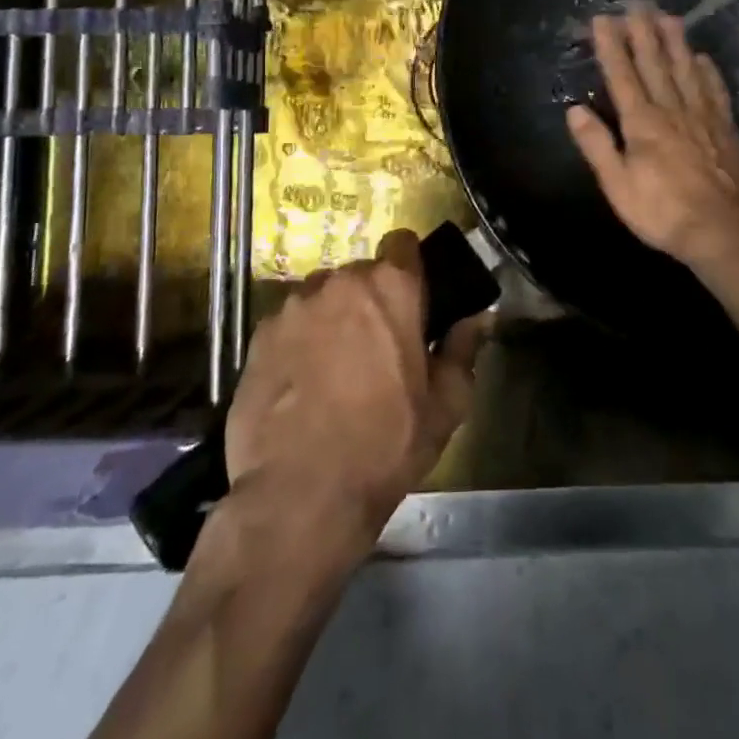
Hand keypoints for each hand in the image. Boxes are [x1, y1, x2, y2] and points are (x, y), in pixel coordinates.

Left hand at [218, 229, 487, 561]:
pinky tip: (301, 384)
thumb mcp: (446, 405)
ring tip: (335, 367)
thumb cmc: (385, 445)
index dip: (410, 266)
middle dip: (371, 299)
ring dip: (333, 317)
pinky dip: (298, 341)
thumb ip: (463, 349)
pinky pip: (288, 323)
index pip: (403, 242)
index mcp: (391, 287)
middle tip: (378, 345)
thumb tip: (480, 319)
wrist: (298, 496)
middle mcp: (339, 282)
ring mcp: (293, 307)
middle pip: (361, 273)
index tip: (413, 298)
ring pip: (322, 296)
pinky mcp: (257, 337)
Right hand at [565, 4, 738, 272]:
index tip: (602, 19)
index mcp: (642, 123)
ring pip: (686, 70)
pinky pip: (715, 91)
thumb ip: (597, 145)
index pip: (622, 75)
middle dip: (643, 32)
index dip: (611, 46)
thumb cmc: (663, 212)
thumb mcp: (618, 186)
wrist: (724, 231)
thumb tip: (574, 110)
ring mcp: (703, 116)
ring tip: (668, 16)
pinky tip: (703, 58)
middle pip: (655, 64)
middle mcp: (672, 110)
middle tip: (637, 3)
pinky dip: (708, 71)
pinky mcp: (726, 128)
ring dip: (675, 42)